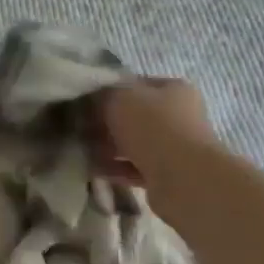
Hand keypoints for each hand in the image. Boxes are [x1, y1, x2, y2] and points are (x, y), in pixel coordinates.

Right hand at [94, 78, 216, 181]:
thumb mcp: (119, 98)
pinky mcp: (168, 176)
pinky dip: (115, 168)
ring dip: (109, 147)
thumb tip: (92, 101)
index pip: (136, 84)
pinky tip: (93, 169)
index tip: (86, 102)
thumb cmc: (152, 126)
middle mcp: (179, 116)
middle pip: (135, 116)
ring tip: (82, 151)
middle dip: (106, 123)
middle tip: (81, 128)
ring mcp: (175, 147)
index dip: (109, 91)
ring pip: (134, 143)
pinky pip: (135, 168)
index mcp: (174, 90)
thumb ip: (103, 95)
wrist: (182, 179)